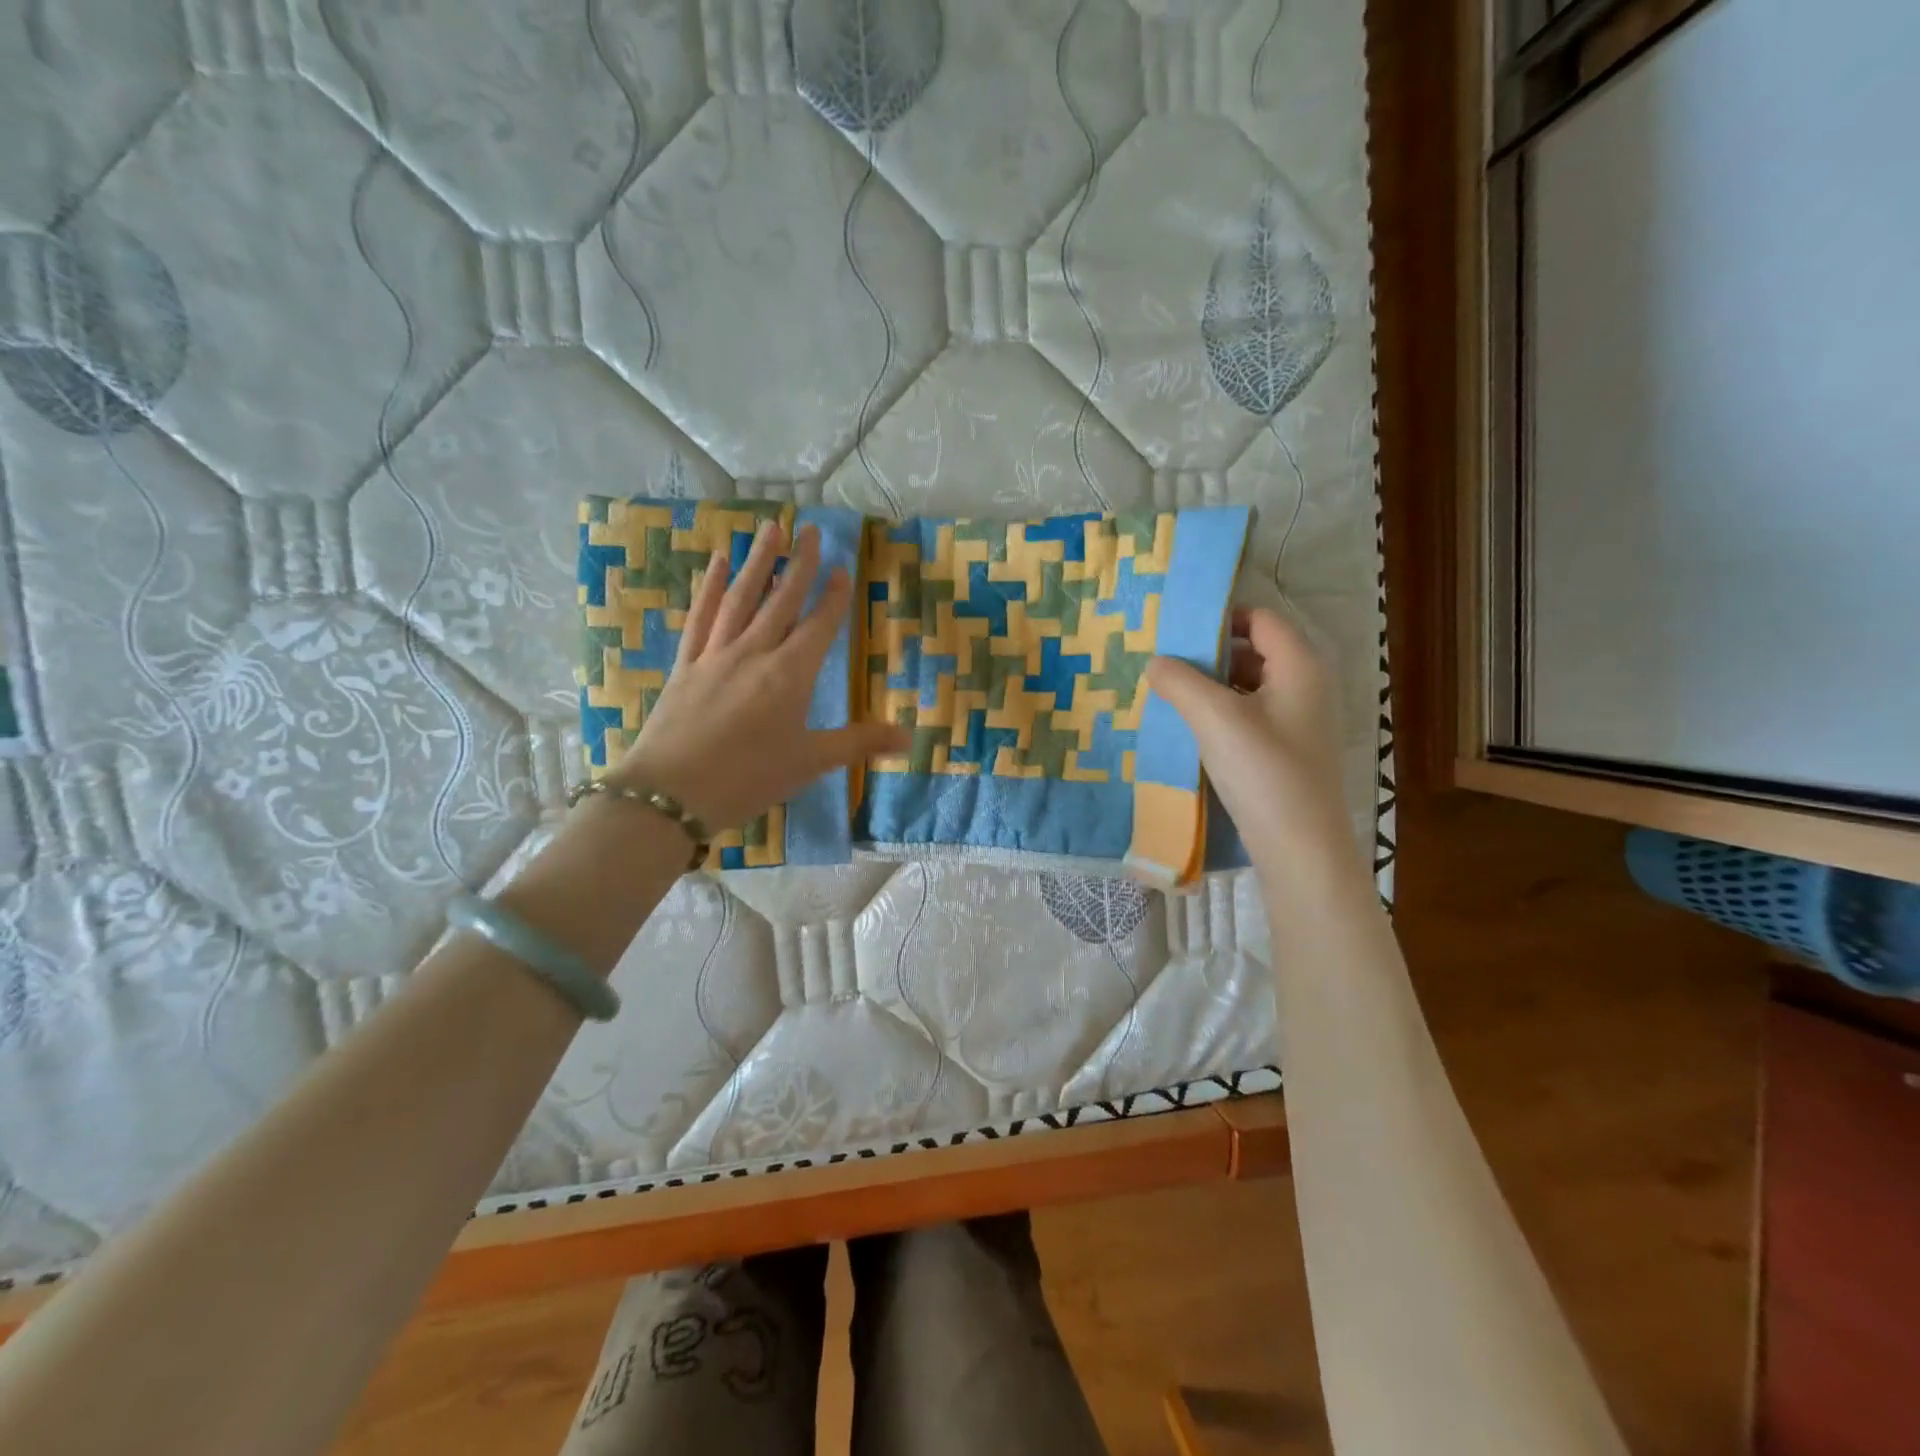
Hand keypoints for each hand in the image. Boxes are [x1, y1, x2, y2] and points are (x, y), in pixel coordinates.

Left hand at [613, 520, 908, 830]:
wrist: (671, 793)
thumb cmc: (749, 778)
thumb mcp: (810, 762)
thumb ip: (859, 743)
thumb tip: (909, 736)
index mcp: (790, 674)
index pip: (818, 625)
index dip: (833, 597)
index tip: (842, 568)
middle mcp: (755, 652)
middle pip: (782, 600)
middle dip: (800, 564)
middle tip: (811, 529)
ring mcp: (716, 654)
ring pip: (742, 598)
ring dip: (758, 561)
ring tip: (770, 529)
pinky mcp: (686, 664)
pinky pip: (701, 616)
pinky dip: (710, 587)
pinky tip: (716, 563)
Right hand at [1145, 607, 1353, 872]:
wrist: (1300, 848)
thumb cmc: (1263, 771)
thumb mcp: (1215, 718)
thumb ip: (1180, 682)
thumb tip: (1155, 661)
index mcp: (1299, 665)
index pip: (1260, 618)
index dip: (1220, 617)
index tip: (1176, 630)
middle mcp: (1305, 685)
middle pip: (1254, 650)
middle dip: (1209, 653)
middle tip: (1164, 662)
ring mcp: (1298, 721)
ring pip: (1249, 686)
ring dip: (1212, 686)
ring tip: (1168, 694)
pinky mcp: (1286, 750)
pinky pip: (1250, 715)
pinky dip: (1221, 713)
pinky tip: (1190, 728)